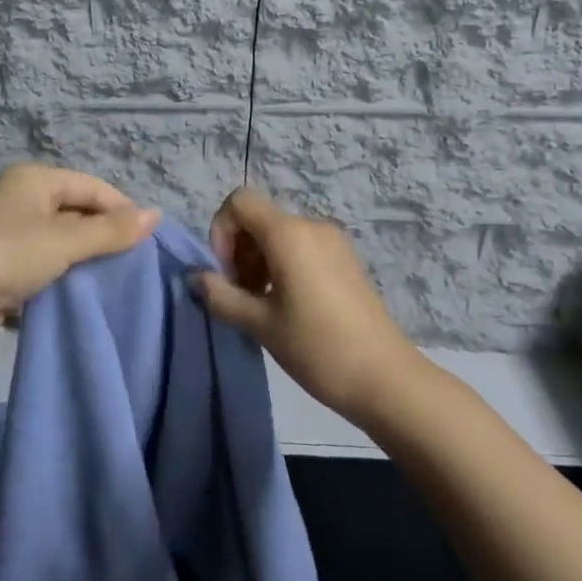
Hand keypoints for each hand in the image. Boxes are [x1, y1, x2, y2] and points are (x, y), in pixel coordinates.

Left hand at [0, 164, 159, 362]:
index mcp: (34, 180)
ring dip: (83, 261)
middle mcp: (21, 201)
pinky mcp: (2, 270)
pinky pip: (44, 268)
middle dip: (103, 235)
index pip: (91, 186)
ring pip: (61, 243)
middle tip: (134, 262)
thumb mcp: (66, 241)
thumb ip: (112, 230)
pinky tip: (82, 296)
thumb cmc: (11, 256)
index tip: (148, 238)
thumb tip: (156, 215)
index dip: (121, 208)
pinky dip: (62, 279)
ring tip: (115, 281)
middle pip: (76, 212)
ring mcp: (9, 236)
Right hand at [195, 188, 416, 424]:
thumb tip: (195, 278)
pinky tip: (288, 305)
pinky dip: (283, 265)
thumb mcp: (260, 324)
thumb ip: (222, 296)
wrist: (386, 379)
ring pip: (279, 234)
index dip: (221, 231)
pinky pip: (301, 246)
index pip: (239, 202)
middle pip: (259, 218)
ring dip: (259, 260)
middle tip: (241, 295)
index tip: (226, 274)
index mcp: (288, 233)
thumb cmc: (317, 347)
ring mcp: (333, 241)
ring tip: (262, 305)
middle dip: (239, 250)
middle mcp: (311, 226)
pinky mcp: (345, 259)